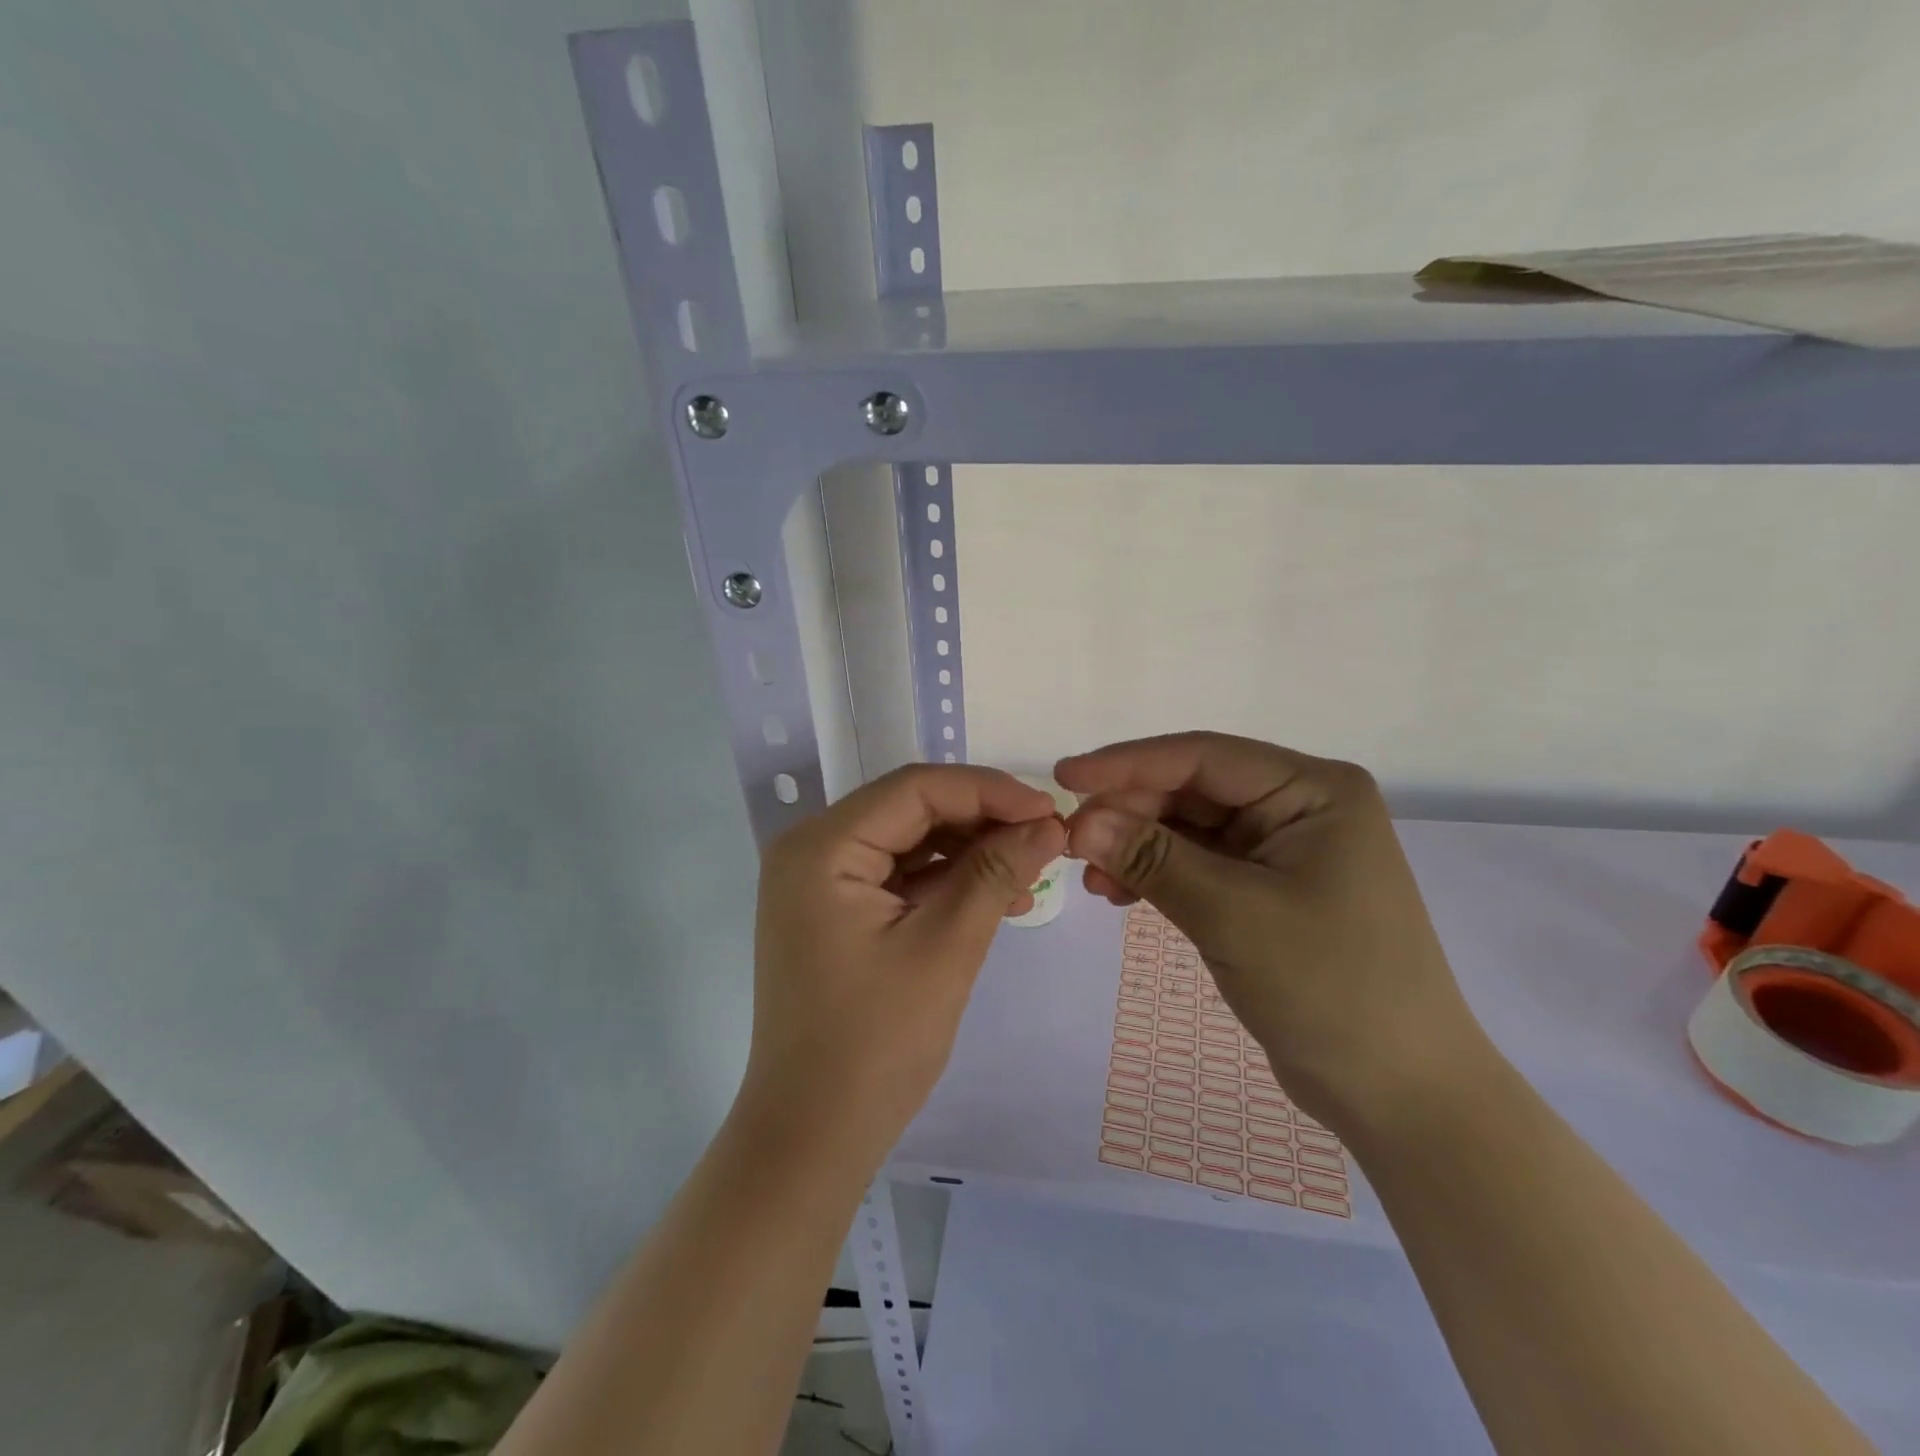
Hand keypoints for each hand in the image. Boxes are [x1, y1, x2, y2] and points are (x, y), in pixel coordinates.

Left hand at [743, 765, 1067, 1171]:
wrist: (812, 1137)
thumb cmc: (875, 1044)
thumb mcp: (945, 948)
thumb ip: (995, 873)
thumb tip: (1049, 823)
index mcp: (822, 846)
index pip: (915, 789)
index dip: (988, 791)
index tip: (1049, 811)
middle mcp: (813, 850)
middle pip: (912, 811)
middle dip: (982, 822)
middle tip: (1046, 842)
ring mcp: (821, 883)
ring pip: (910, 843)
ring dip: (970, 854)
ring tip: (1031, 876)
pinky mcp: (836, 913)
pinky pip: (900, 878)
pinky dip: (947, 884)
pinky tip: (998, 899)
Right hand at [1057, 732, 1486, 1132]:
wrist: (1399, 1093)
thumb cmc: (1330, 989)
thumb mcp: (1232, 915)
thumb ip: (1153, 859)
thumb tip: (1078, 820)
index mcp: (1313, 790)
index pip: (1204, 757)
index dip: (1127, 763)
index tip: (1063, 776)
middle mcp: (1299, 806)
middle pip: (1193, 790)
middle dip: (1129, 812)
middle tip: (1070, 842)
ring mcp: (1283, 849)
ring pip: (1189, 828)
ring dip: (1136, 845)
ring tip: (1089, 876)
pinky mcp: (1267, 889)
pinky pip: (1198, 864)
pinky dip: (1156, 874)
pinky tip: (1118, 893)